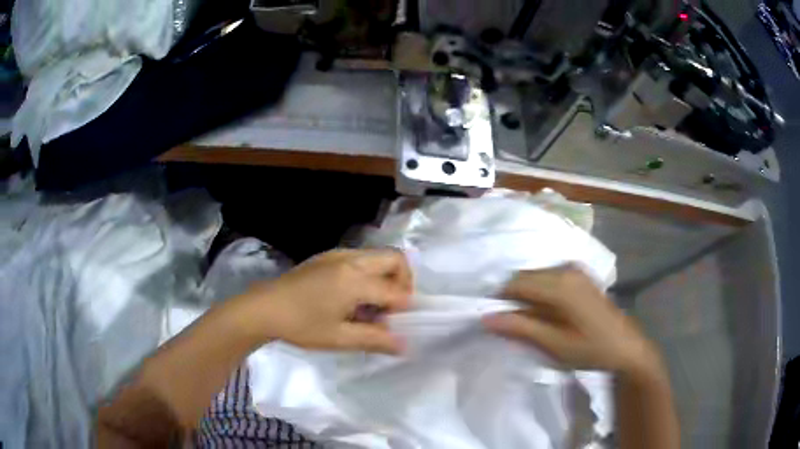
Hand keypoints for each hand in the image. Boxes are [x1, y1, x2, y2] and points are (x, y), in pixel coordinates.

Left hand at [235, 249, 411, 354]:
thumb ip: (375, 339)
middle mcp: (351, 259)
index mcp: (355, 280)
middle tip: (391, 309)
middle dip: (403, 282)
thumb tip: (404, 346)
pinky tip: (351, 297)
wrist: (263, 308)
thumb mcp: (339, 338)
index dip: (404, 309)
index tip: (398, 325)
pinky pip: (361, 258)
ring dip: (385, 277)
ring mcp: (338, 253)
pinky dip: (369, 274)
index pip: (396, 291)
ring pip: (378, 256)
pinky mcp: (327, 255)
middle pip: (395, 259)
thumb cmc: (301, 325)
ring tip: (371, 306)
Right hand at [483, 267, 660, 374]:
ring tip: (525, 321)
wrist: (626, 347)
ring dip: (526, 295)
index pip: (517, 283)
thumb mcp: (554, 344)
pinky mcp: (581, 276)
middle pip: (526, 276)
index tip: (490, 318)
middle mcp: (567, 269)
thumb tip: (486, 318)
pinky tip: (543, 313)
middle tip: (507, 324)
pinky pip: (550, 278)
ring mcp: (576, 270)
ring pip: (537, 277)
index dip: (499, 299)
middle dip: (512, 297)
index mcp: (560, 284)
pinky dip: (539, 293)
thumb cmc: (590, 349)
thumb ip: (521, 328)